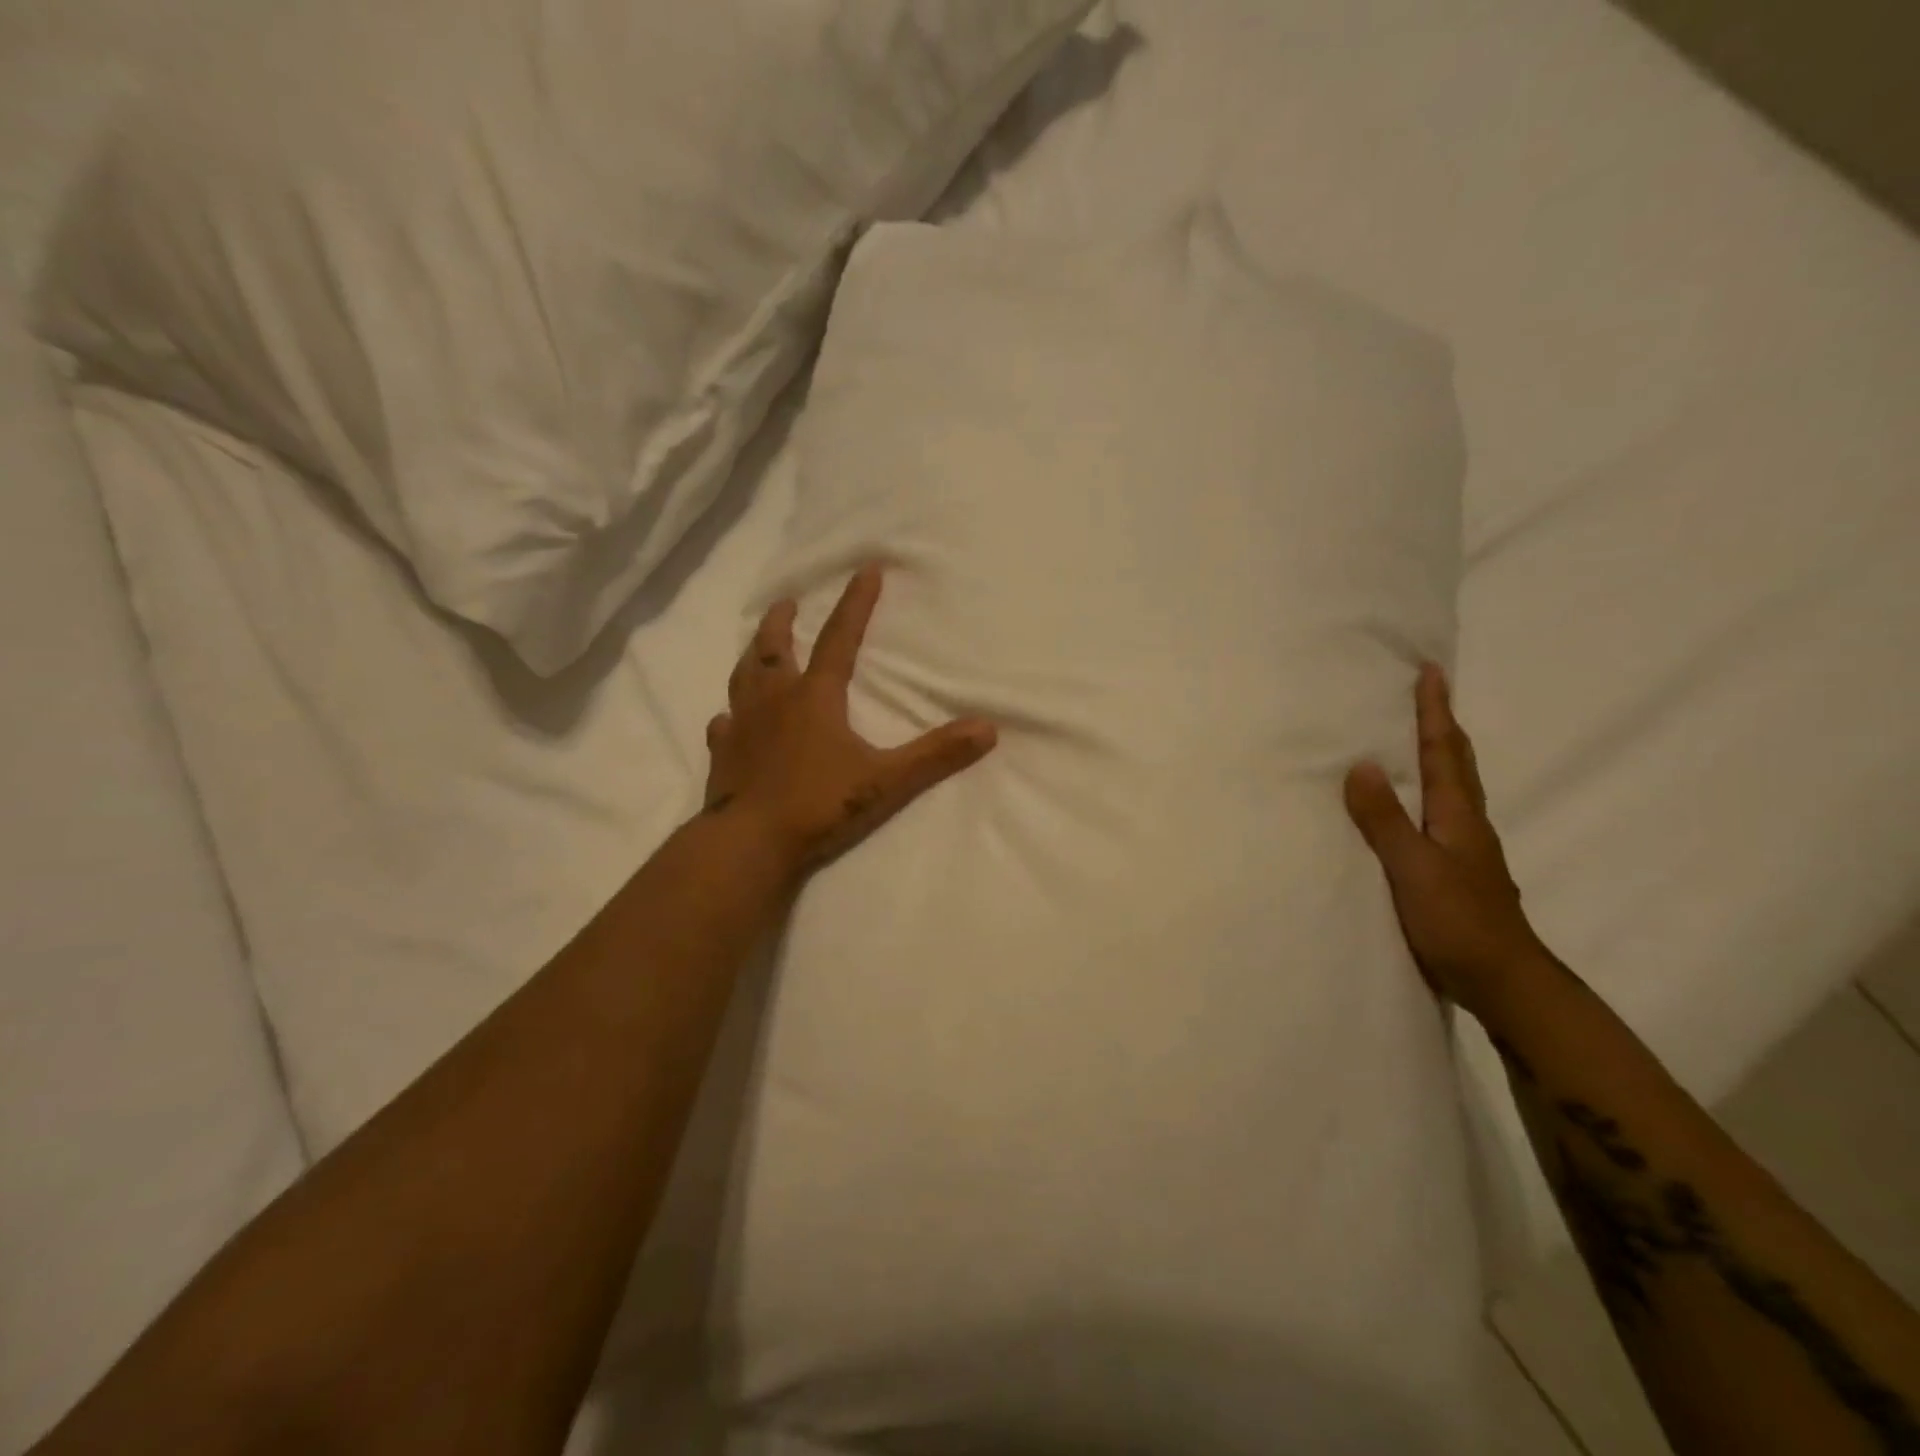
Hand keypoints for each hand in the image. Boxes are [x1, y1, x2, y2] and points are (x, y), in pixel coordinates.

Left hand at [705, 565, 998, 876]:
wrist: (750, 843)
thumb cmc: (819, 805)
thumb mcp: (887, 780)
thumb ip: (936, 755)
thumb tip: (987, 729)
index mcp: (815, 698)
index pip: (840, 639)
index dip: (856, 604)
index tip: (865, 570)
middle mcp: (775, 702)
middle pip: (776, 650)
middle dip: (783, 622)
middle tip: (786, 603)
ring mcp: (742, 728)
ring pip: (743, 679)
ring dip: (752, 657)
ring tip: (756, 646)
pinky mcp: (723, 756)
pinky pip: (723, 726)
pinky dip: (728, 717)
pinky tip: (725, 718)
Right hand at [1344, 664, 1546, 1018]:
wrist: (1503, 980)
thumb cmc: (1458, 921)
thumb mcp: (1413, 868)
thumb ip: (1385, 819)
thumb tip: (1362, 764)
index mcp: (1457, 815)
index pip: (1444, 751)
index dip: (1435, 711)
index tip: (1430, 671)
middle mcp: (1467, 823)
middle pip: (1457, 762)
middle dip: (1442, 724)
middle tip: (1428, 692)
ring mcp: (1466, 848)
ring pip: (1453, 787)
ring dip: (1439, 754)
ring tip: (1417, 736)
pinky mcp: (1457, 870)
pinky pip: (1440, 813)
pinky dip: (1428, 791)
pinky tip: (1413, 803)